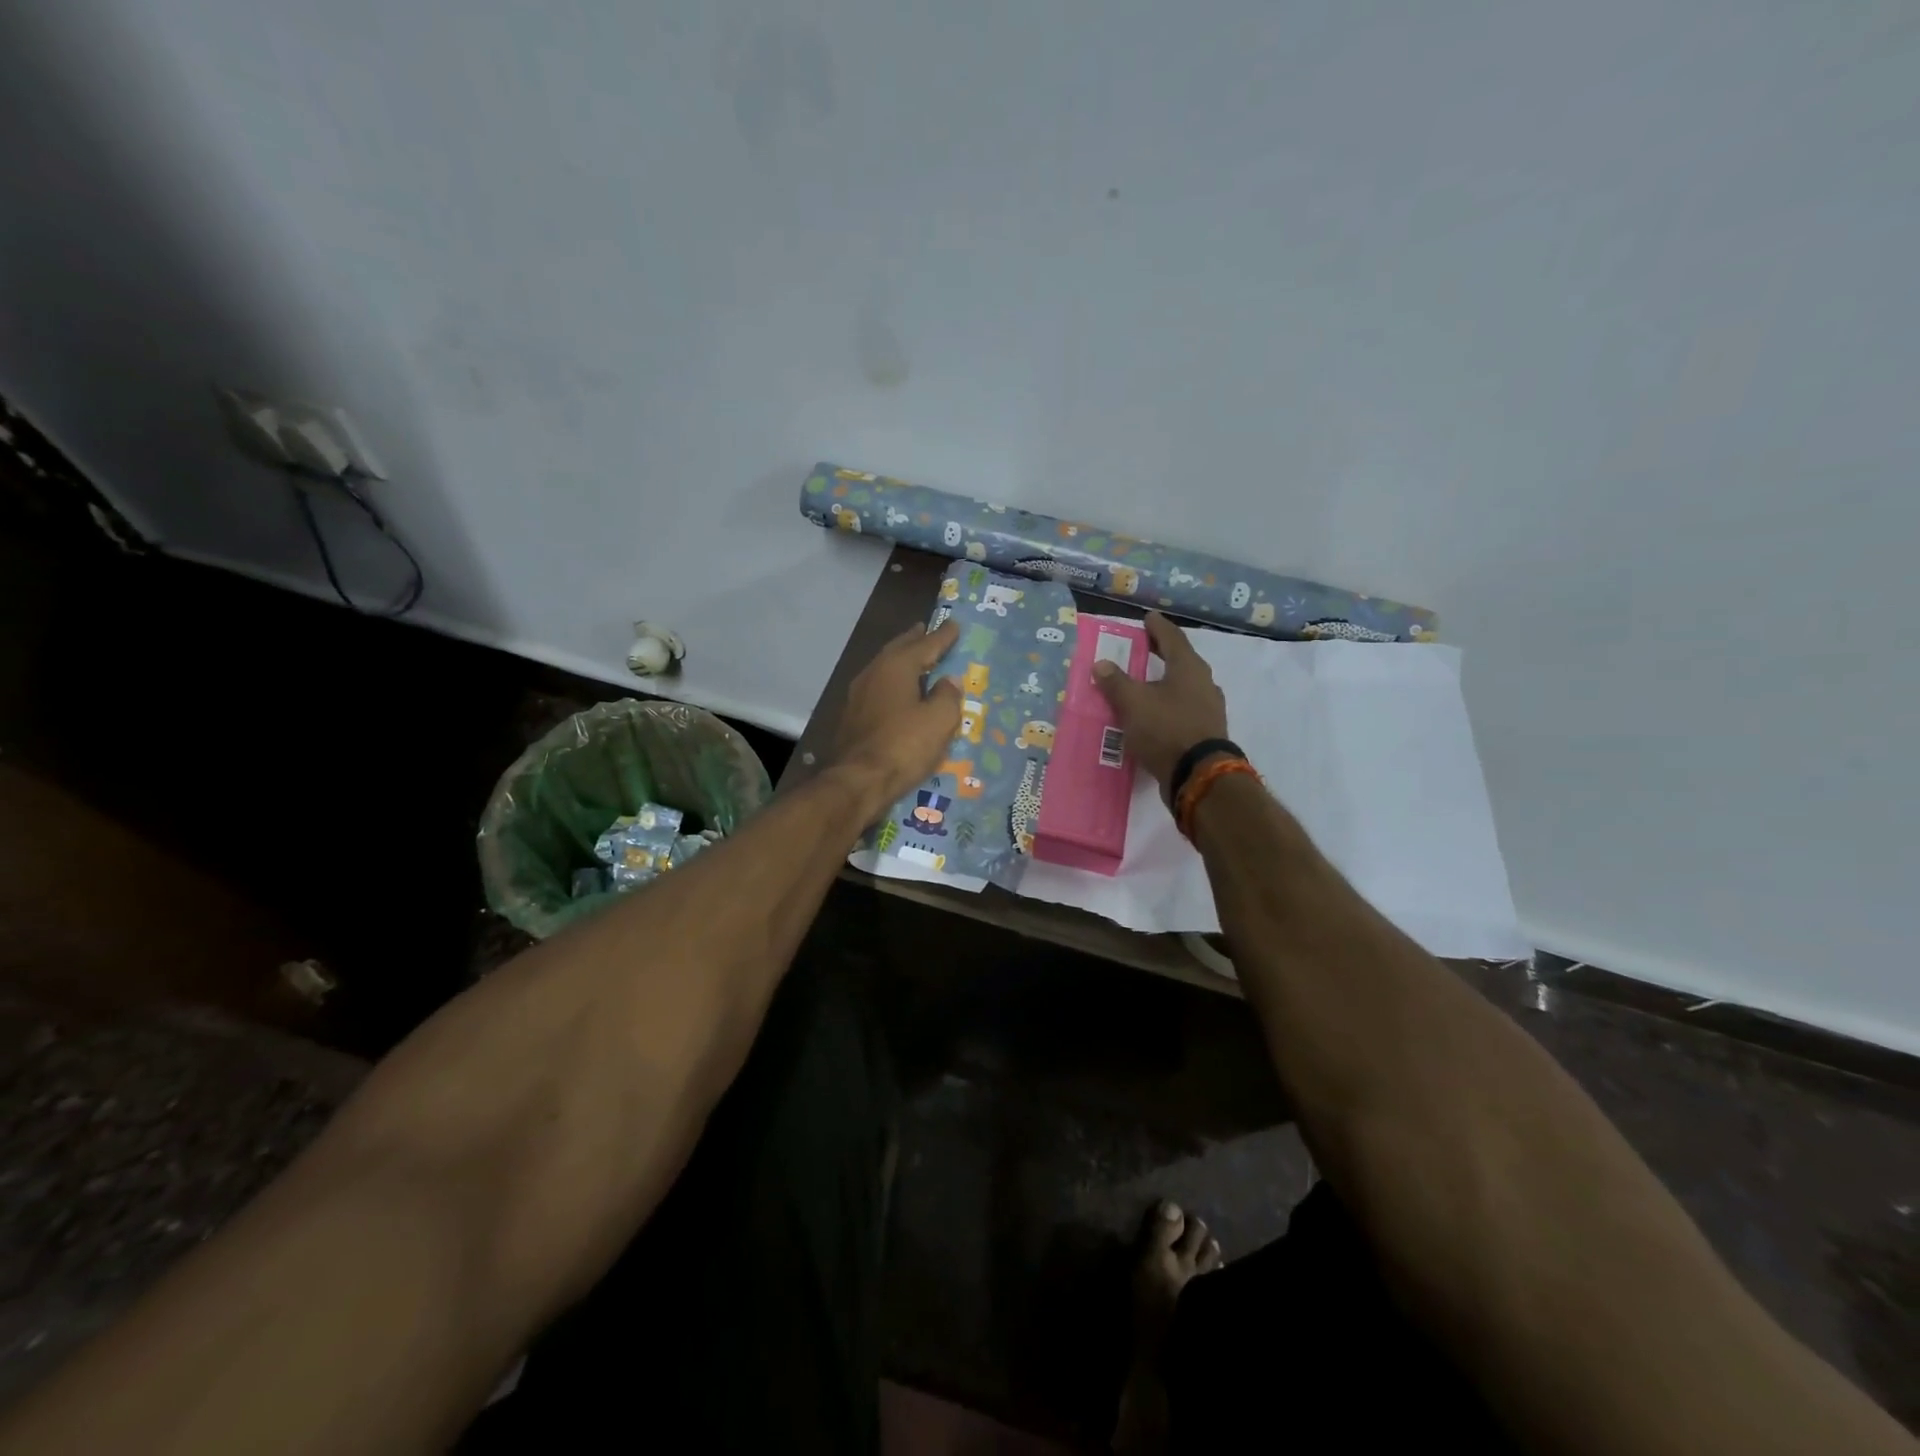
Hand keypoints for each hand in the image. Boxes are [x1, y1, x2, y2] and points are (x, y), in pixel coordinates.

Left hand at [830, 620, 962, 817]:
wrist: (858, 781)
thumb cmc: (904, 746)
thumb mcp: (939, 721)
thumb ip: (947, 696)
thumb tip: (948, 681)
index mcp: (896, 667)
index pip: (925, 645)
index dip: (942, 636)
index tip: (954, 625)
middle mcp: (873, 673)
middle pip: (898, 650)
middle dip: (914, 641)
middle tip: (926, 630)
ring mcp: (858, 696)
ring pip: (884, 669)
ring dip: (900, 661)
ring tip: (914, 659)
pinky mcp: (851, 717)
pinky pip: (877, 689)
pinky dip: (892, 684)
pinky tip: (897, 693)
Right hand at [1093, 612, 1228, 799]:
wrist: (1199, 775)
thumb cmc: (1165, 729)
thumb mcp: (1132, 703)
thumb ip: (1116, 682)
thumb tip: (1101, 664)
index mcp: (1188, 667)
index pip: (1172, 637)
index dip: (1157, 627)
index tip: (1147, 618)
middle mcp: (1204, 683)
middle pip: (1181, 660)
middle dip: (1161, 653)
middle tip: (1144, 647)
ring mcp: (1209, 708)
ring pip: (1184, 686)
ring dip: (1165, 681)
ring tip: (1146, 682)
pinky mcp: (1206, 731)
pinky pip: (1184, 708)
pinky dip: (1169, 704)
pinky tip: (1156, 713)